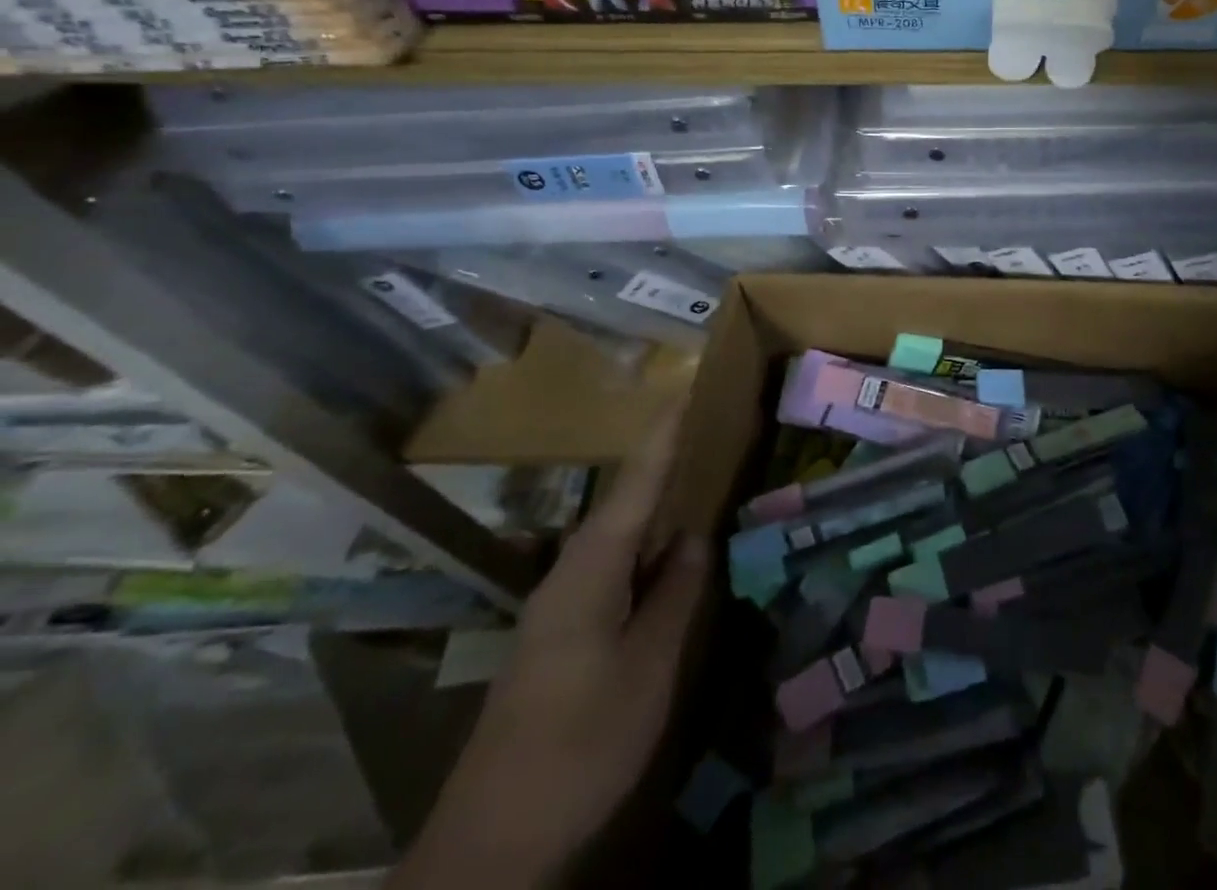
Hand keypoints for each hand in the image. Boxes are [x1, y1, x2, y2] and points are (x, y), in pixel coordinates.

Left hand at [392, 429, 711, 889]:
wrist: (492, 846)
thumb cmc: (580, 744)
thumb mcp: (649, 668)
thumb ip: (677, 594)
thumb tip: (696, 536)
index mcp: (591, 569)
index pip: (636, 483)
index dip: (664, 436)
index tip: (687, 389)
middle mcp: (571, 573)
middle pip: (625, 502)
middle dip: (665, 462)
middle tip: (708, 428)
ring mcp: (562, 606)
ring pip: (619, 538)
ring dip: (657, 506)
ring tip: (700, 477)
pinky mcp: (562, 636)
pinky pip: (614, 570)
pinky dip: (646, 549)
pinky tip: (669, 556)